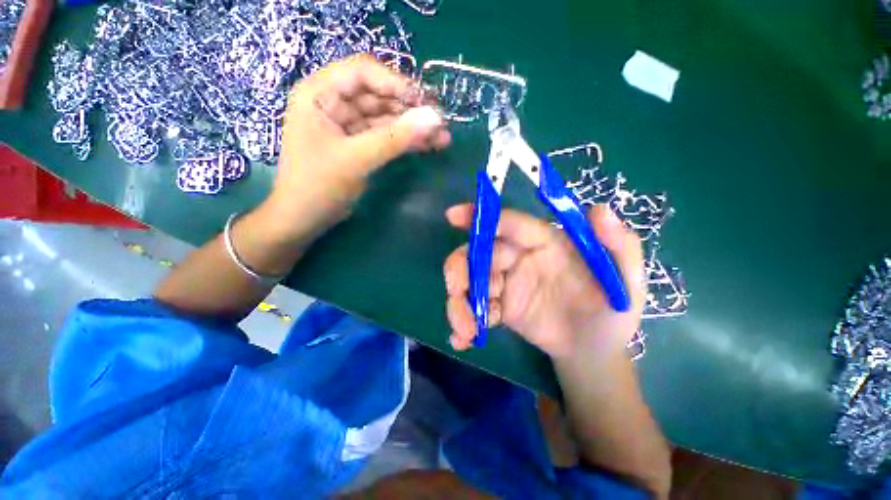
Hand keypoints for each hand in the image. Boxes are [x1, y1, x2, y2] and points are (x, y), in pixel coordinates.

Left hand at [260, 55, 450, 244]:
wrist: (304, 219)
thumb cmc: (318, 186)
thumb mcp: (356, 159)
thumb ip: (395, 138)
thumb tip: (435, 118)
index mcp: (319, 93)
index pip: (363, 72)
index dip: (396, 83)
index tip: (426, 102)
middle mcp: (333, 102)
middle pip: (378, 95)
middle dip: (410, 109)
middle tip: (440, 123)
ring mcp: (347, 125)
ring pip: (385, 117)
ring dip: (412, 127)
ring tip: (442, 138)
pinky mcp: (358, 144)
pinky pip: (385, 136)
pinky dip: (405, 141)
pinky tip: (427, 145)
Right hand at [443, 204, 646, 359]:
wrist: (596, 350)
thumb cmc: (612, 310)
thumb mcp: (626, 280)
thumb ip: (619, 245)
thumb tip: (600, 210)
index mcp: (545, 242)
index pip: (510, 224)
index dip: (482, 218)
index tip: (453, 216)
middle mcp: (519, 258)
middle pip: (479, 253)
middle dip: (461, 268)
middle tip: (455, 288)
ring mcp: (506, 284)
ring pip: (471, 283)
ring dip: (460, 303)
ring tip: (465, 329)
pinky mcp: (500, 308)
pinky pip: (476, 310)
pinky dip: (465, 324)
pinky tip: (462, 341)